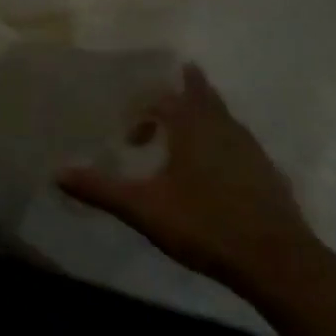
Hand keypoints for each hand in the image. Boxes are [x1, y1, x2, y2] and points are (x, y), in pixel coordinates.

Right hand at [58, 64, 319, 293]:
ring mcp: (251, 151)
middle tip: (184, 73)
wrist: (278, 262)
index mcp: (193, 128)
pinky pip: (240, 143)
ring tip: (193, 125)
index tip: (129, 140)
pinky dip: (225, 142)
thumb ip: (101, 190)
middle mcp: (224, 130)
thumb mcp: (144, 209)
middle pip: (204, 96)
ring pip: (225, 118)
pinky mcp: (269, 175)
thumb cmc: (205, 226)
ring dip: (207, 114)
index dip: (142, 114)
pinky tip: (218, 169)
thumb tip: (57, 174)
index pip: (163, 102)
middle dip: (189, 88)